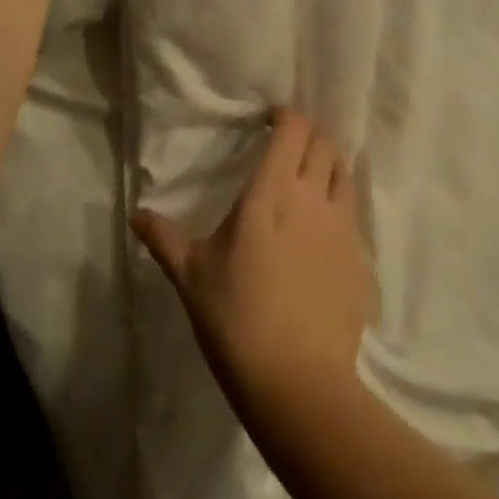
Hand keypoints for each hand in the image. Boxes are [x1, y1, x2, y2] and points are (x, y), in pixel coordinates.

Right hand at [135, 112, 374, 411]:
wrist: (297, 381)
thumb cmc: (236, 318)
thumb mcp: (191, 277)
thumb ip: (165, 238)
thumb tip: (136, 214)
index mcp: (272, 191)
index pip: (294, 130)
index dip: (287, 117)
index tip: (272, 121)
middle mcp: (313, 198)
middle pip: (323, 145)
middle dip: (308, 139)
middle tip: (288, 152)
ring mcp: (343, 227)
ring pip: (344, 175)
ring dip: (329, 168)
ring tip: (310, 184)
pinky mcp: (361, 258)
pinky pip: (354, 216)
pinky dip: (340, 209)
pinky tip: (323, 235)